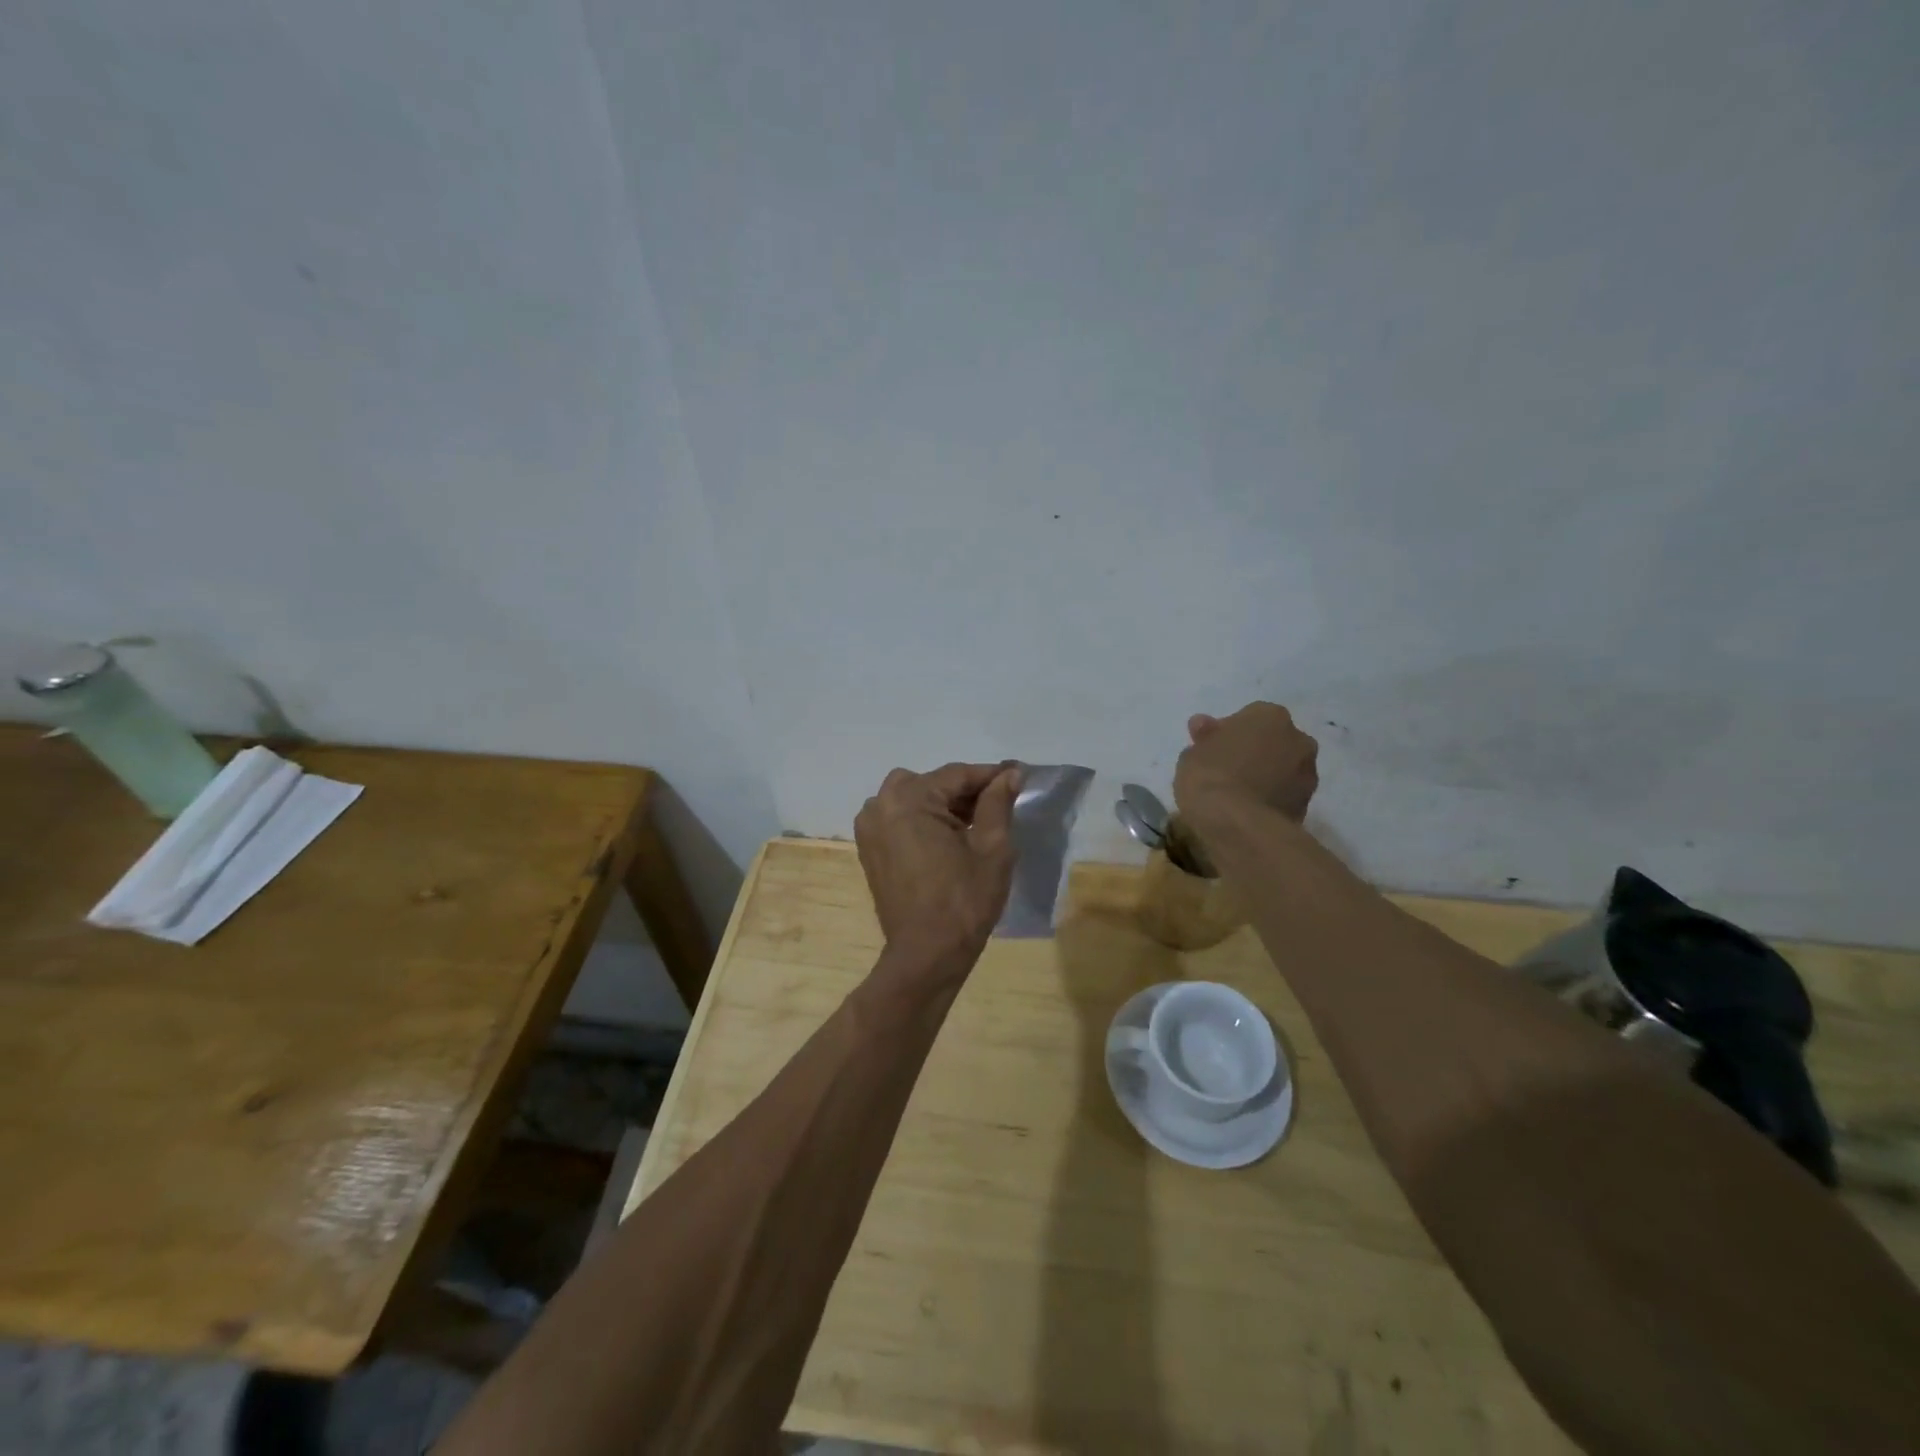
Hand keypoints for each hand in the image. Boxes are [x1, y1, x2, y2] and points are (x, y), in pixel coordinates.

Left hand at [855, 762, 1020, 971]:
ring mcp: (869, 827)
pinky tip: (947, 839)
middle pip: (932, 783)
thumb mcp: (992, 848)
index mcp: (908, 800)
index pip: (957, 774)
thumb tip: (1010, 774)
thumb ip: (998, 803)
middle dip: (965, 791)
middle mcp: (880, 804)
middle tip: (997, 806)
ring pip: (913, 797)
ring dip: (942, 804)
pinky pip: (898, 818)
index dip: (990, 776)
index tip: (1018, 776)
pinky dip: (922, 820)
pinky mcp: (869, 848)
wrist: (926, 954)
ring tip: (973, 825)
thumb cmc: (964, 901)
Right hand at [1174, 702, 1318, 823]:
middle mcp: (1297, 739)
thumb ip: (1205, 737)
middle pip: (1272, 741)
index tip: (1211, 750)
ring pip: (1283, 769)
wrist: (1238, 824)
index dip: (1228, 733)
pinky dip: (1271, 799)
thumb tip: (1204, 725)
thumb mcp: (1193, 752)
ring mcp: (1307, 774)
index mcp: (1270, 716)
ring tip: (1238, 796)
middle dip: (1254, 752)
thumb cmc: (1211, 776)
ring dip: (1266, 776)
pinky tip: (1249, 811)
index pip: (1248, 717)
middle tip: (1226, 770)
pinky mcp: (1307, 805)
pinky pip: (1285, 795)